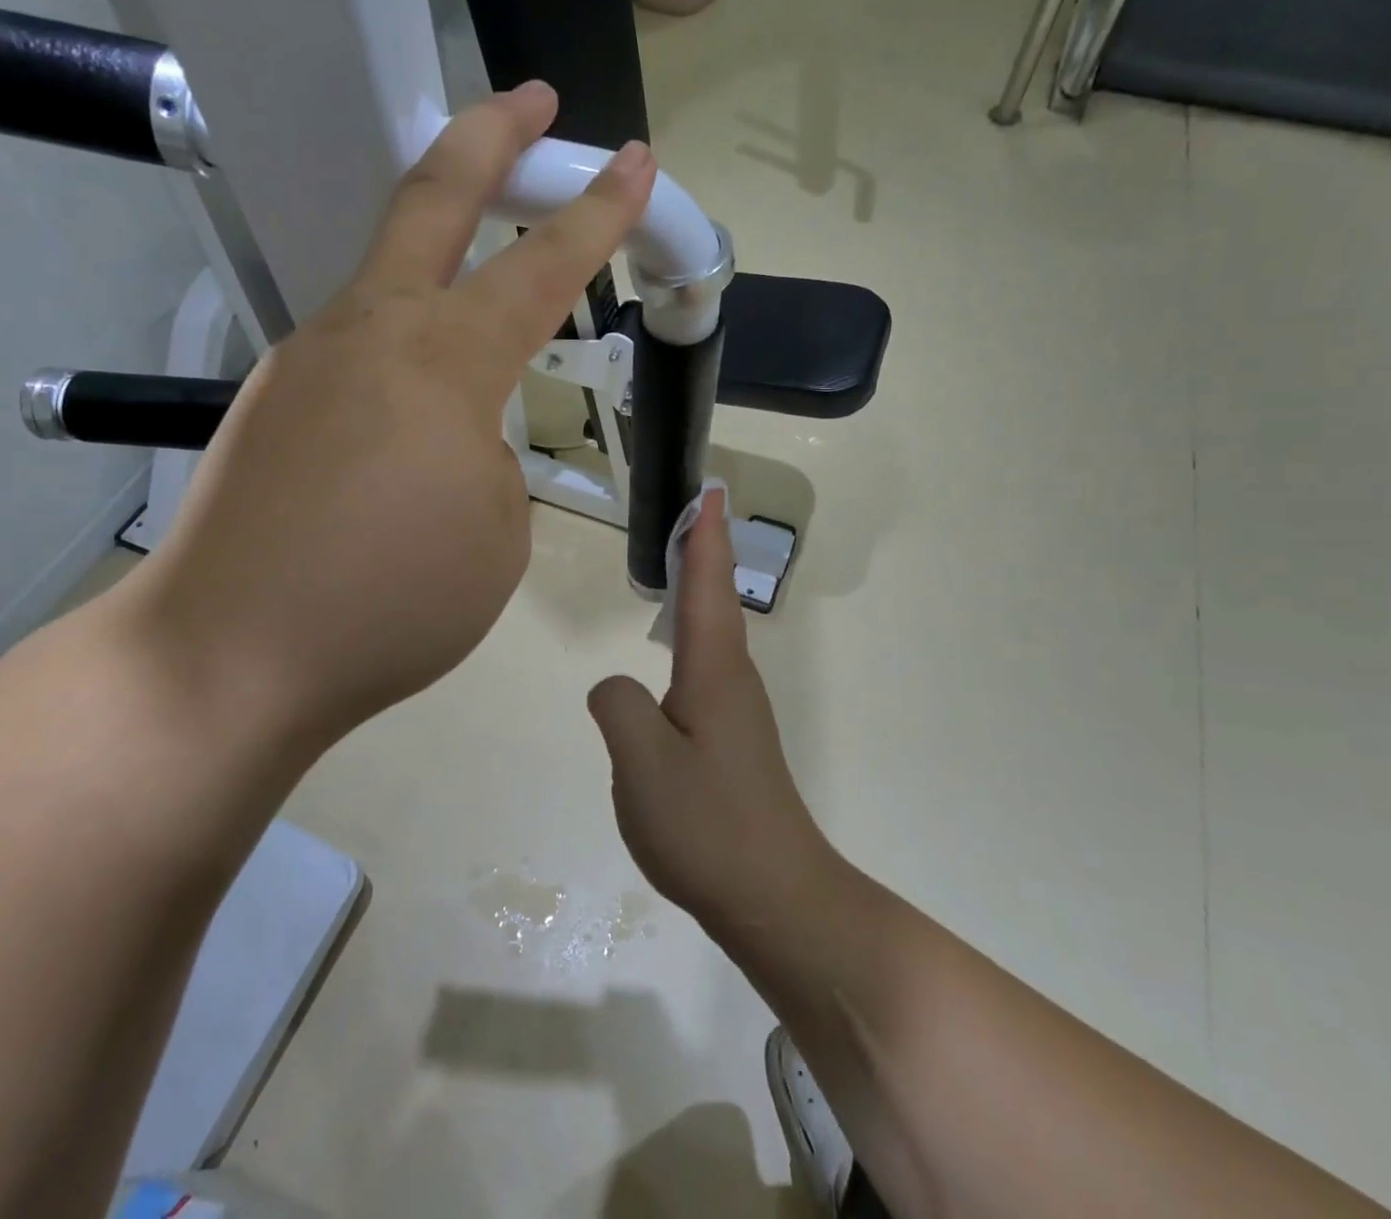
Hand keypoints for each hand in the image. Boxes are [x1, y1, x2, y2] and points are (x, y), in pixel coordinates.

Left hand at [119, 84, 656, 767]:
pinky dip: (402, 352)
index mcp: (443, 362)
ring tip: (484, 289)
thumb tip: (457, 433)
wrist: (227, 657)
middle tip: (535, 100)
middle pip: (432, 196)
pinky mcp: (270, 399)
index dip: (597, 212)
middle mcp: (369, 332)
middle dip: (492, 135)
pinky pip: (357, 350)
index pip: (541, 266)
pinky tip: (409, 416)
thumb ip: (491, 457)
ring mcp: (306, 358)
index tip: (636, 162)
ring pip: (387, 272)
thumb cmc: (388, 603)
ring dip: (442, 250)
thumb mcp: (495, 531)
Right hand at [587, 490, 834, 933]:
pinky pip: (706, 670)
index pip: (708, 587)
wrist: (775, 897)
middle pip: (716, 601)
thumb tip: (615, 687)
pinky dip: (693, 637)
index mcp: (714, 672)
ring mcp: (736, 713)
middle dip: (706, 553)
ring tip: (682, 568)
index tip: (710, 494)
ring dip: (701, 593)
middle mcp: (732, 680)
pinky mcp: (732, 742)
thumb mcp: (642, 762)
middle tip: (693, 516)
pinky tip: (677, 654)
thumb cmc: (707, 824)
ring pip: (714, 636)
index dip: (706, 538)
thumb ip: (618, 706)